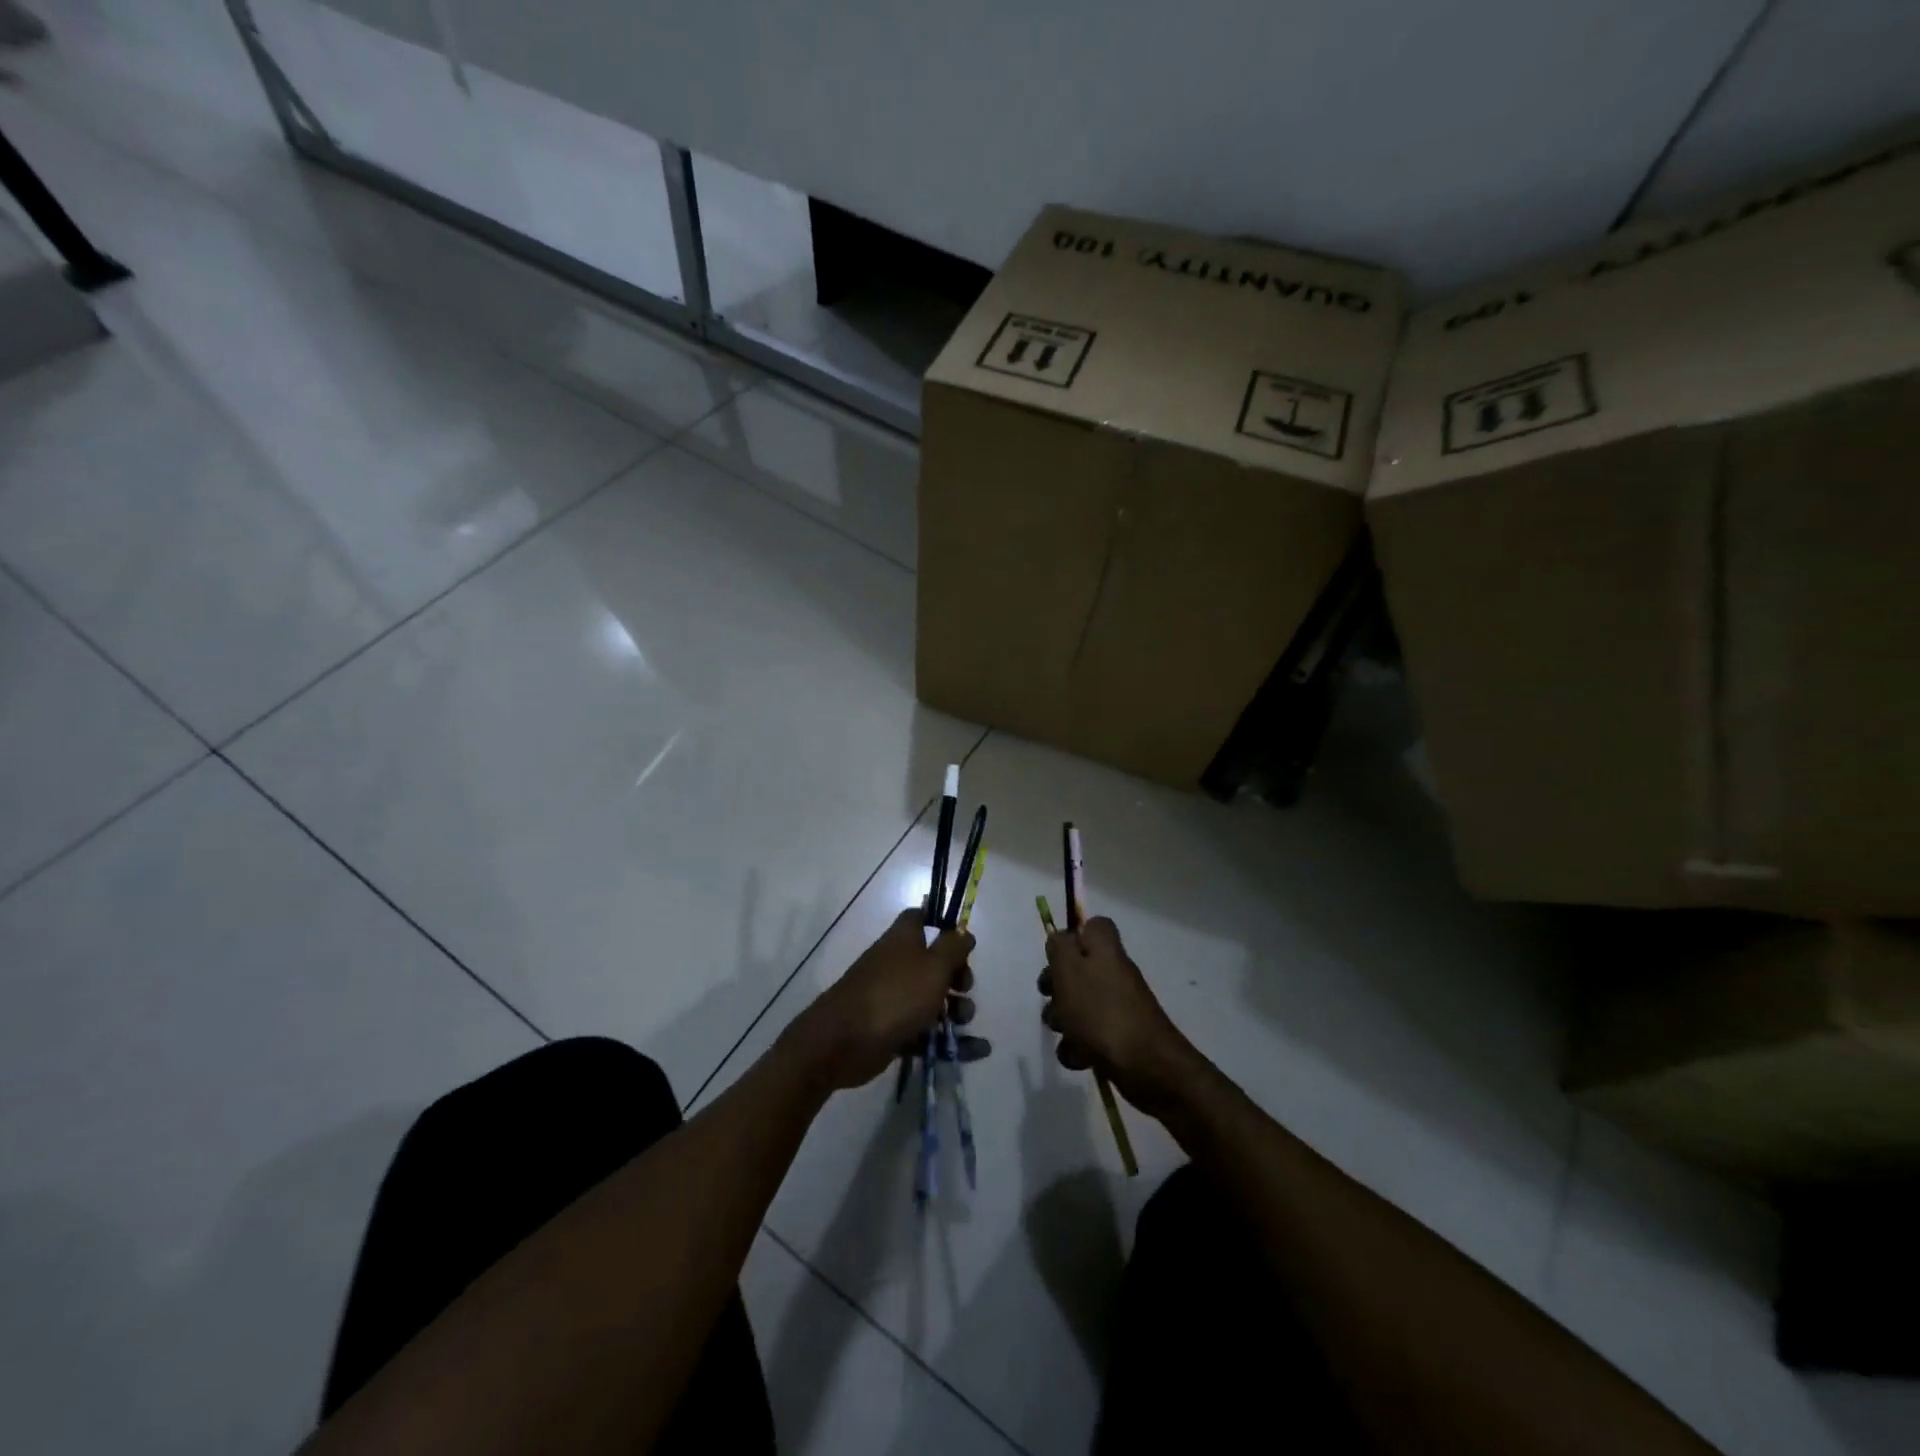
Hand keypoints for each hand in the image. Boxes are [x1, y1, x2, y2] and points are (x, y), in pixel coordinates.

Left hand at [788, 909, 982, 1092]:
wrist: (844, 1042)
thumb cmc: (895, 995)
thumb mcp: (933, 966)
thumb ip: (953, 947)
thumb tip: (963, 932)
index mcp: (903, 940)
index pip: (920, 918)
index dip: (942, 925)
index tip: (962, 942)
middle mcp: (897, 965)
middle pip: (934, 963)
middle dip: (957, 976)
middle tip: (965, 988)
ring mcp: (894, 999)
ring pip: (933, 1000)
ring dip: (956, 1010)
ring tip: (963, 1021)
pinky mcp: (893, 1031)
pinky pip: (928, 1032)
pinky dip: (952, 1041)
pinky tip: (979, 1050)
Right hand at [1040, 917, 1197, 1118]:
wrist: (1147, 1066)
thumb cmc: (1101, 1013)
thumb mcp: (1070, 971)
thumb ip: (1059, 948)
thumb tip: (1059, 937)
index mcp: (1105, 950)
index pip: (1093, 926)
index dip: (1072, 937)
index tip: (1057, 957)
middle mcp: (1113, 972)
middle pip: (1077, 969)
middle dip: (1057, 987)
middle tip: (1052, 998)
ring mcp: (1118, 1006)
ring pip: (1079, 1005)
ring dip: (1064, 1021)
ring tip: (1065, 1036)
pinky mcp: (1119, 1037)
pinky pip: (1089, 1035)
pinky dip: (1079, 1047)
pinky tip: (1078, 1058)